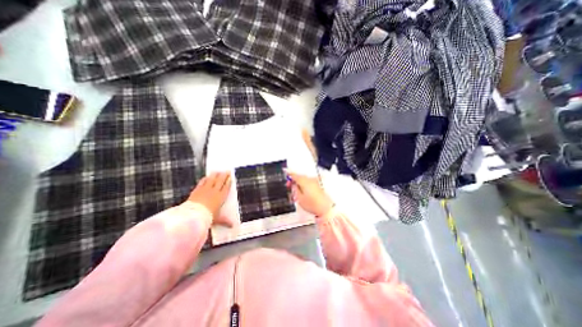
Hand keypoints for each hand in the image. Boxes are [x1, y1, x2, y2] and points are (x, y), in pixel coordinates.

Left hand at [186, 171, 231, 226]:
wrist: (194, 215)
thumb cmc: (207, 217)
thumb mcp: (217, 219)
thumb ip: (225, 221)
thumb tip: (233, 226)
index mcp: (221, 197)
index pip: (226, 187)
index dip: (229, 182)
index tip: (231, 177)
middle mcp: (214, 191)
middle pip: (220, 181)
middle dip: (224, 175)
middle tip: (227, 171)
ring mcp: (206, 190)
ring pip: (212, 180)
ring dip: (215, 175)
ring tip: (218, 171)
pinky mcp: (197, 190)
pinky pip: (202, 182)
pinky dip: (205, 179)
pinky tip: (206, 176)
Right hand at [286, 171, 331, 216]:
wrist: (325, 208)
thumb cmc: (312, 204)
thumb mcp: (299, 198)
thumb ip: (295, 189)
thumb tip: (293, 184)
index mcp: (304, 181)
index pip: (294, 175)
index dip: (289, 174)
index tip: (285, 173)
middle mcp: (310, 179)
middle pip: (299, 177)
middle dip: (294, 181)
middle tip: (290, 186)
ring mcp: (315, 182)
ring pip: (304, 180)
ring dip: (299, 184)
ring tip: (296, 193)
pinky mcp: (318, 185)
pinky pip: (309, 182)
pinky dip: (304, 185)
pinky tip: (303, 192)